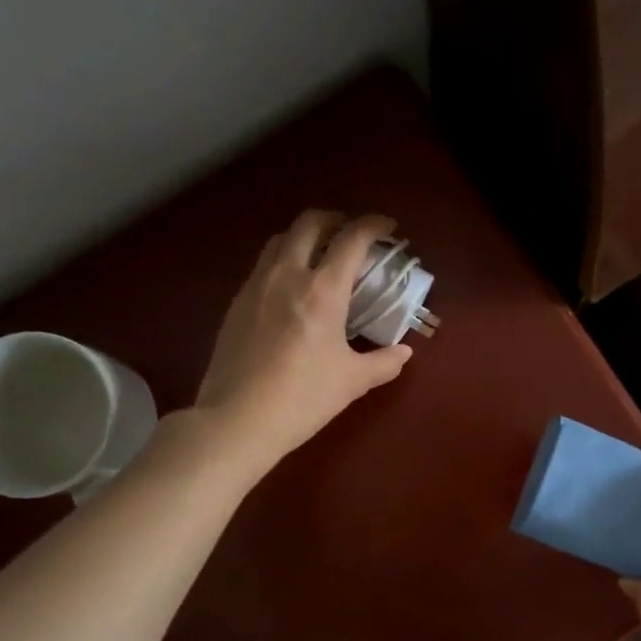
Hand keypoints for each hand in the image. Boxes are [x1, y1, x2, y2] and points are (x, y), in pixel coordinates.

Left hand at [193, 210, 412, 469]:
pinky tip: (291, 290)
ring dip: (305, 237)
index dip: (373, 225)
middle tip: (352, 235)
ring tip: (320, 257)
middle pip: (309, 223)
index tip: (388, 227)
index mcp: (322, 289)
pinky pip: (263, 266)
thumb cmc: (303, 397)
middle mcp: (287, 275)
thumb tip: (404, 353)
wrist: (237, 420)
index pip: (351, 239)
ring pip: (280, 240)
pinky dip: (283, 261)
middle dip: (335, 220)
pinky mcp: (236, 304)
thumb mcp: (352, 381)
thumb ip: (384, 362)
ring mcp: (255, 286)